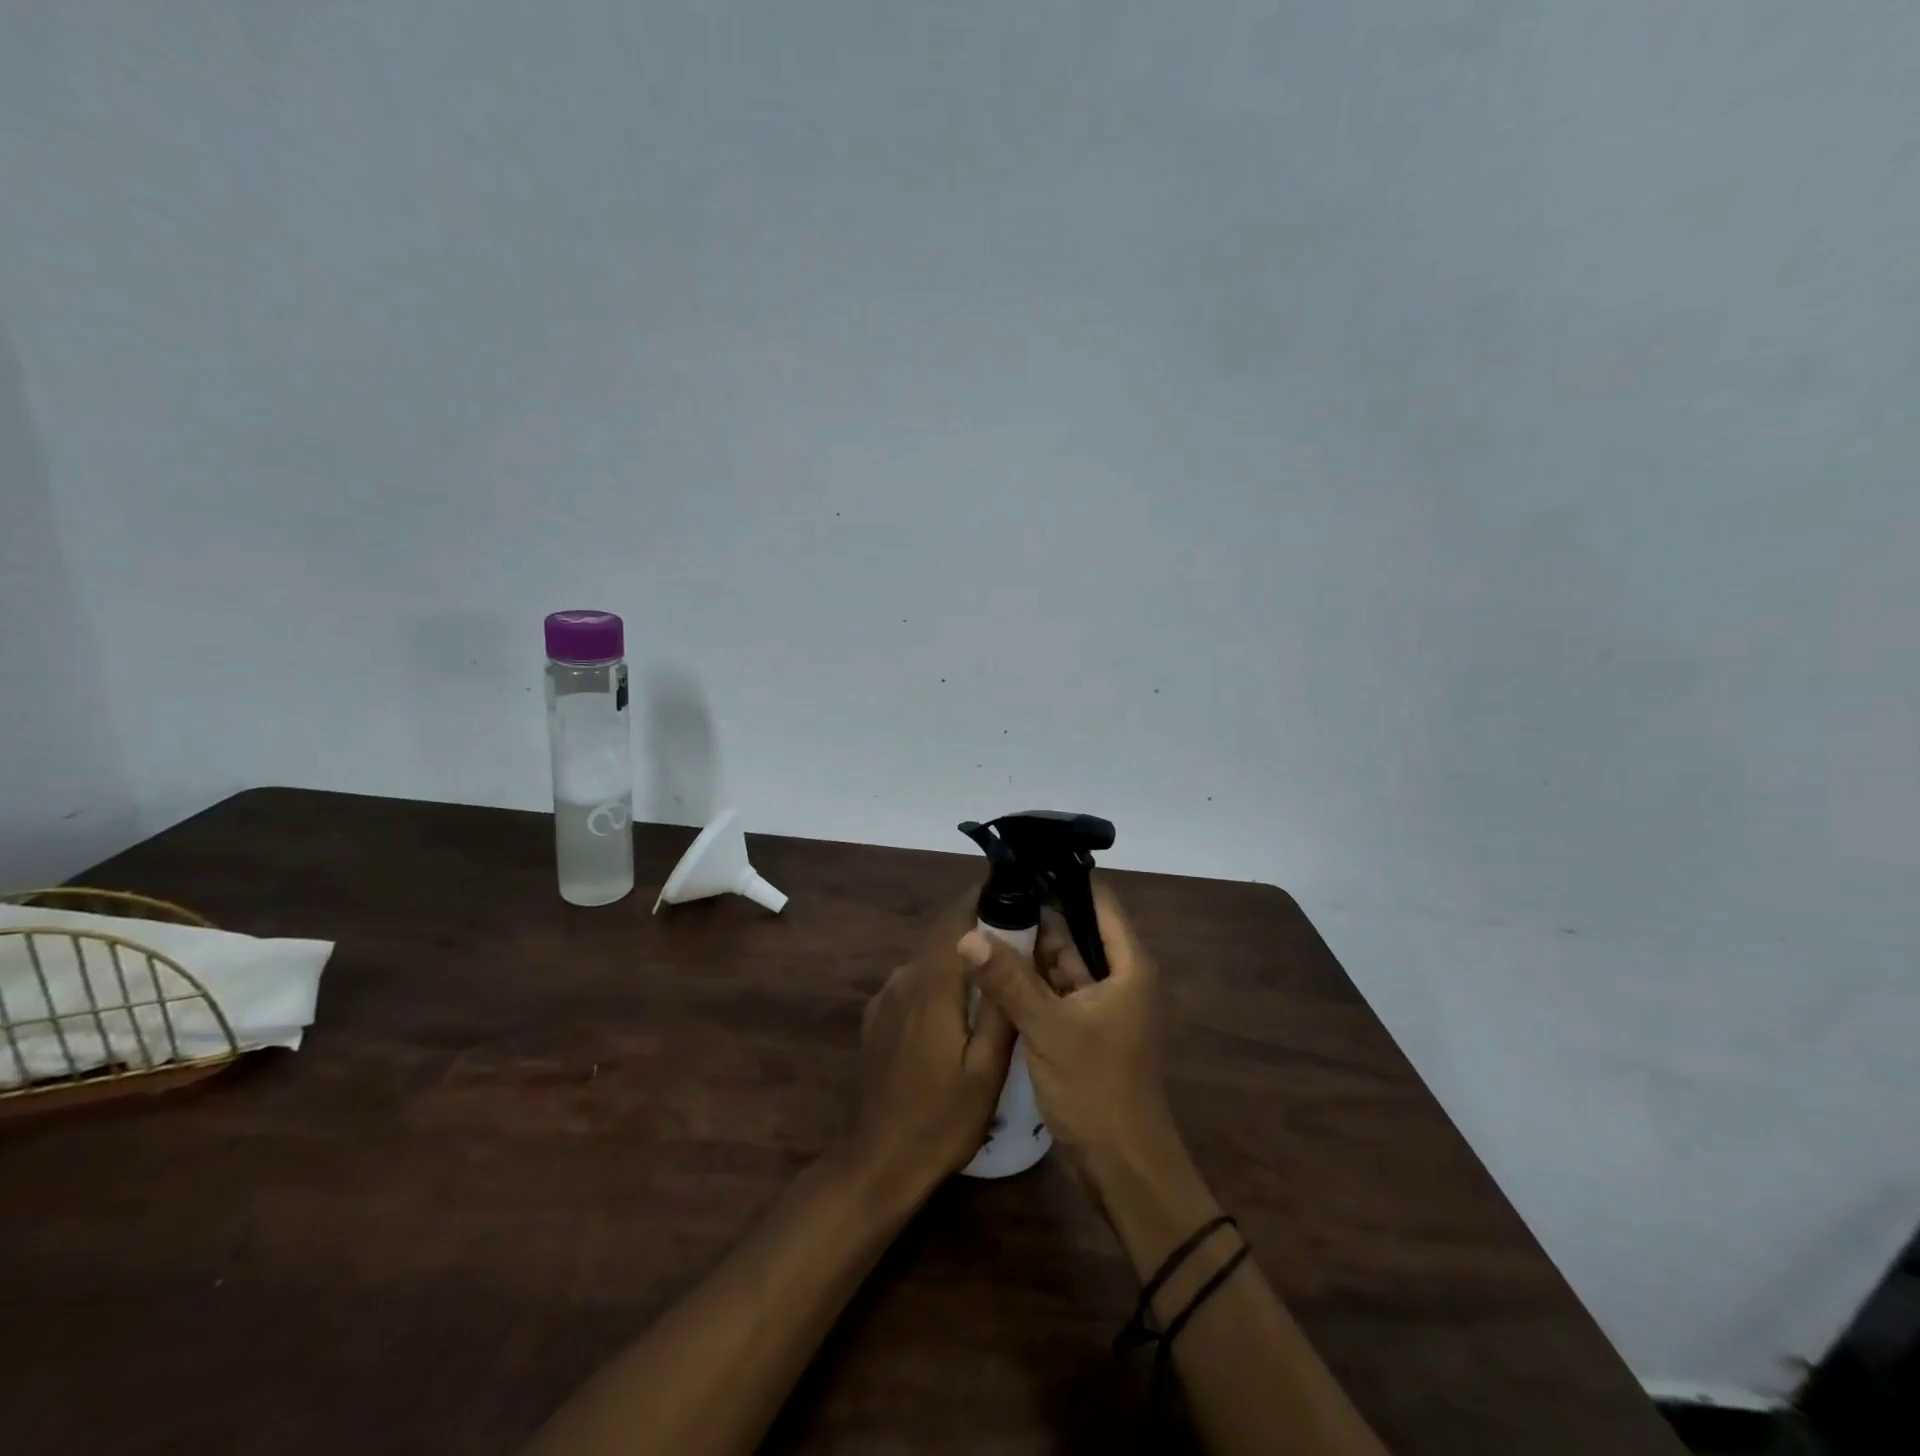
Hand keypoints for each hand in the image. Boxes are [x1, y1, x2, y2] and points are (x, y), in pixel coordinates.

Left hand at [845, 892, 1016, 1198]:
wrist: (878, 1162)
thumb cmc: (941, 1120)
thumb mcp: (988, 1070)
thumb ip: (999, 1005)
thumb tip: (1009, 948)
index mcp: (932, 984)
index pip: (956, 917)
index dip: (984, 897)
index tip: (1018, 893)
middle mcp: (904, 978)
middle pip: (945, 934)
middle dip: (981, 927)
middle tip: (1023, 939)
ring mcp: (886, 997)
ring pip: (931, 958)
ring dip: (962, 957)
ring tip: (999, 974)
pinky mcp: (878, 1017)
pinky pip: (916, 982)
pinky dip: (942, 981)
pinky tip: (961, 1009)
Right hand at [958, 880, 1172, 1172]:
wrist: (1123, 1168)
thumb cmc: (1096, 1088)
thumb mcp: (1048, 1028)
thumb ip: (1007, 980)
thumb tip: (967, 936)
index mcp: (1127, 965)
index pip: (1098, 901)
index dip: (1063, 880)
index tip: (1022, 864)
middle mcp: (1118, 977)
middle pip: (1076, 931)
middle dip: (1035, 916)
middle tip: (989, 896)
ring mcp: (1101, 1005)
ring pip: (1062, 963)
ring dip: (1028, 951)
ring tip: (983, 925)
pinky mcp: (1084, 1029)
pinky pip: (1055, 992)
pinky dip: (1030, 982)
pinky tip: (994, 970)